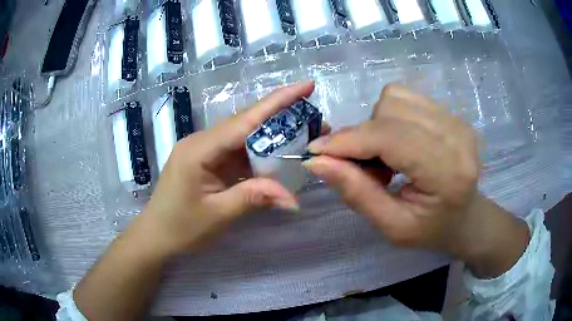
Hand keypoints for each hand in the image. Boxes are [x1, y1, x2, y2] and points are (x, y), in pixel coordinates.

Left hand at [133, 82, 316, 256]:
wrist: (156, 236)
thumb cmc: (180, 228)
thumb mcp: (217, 215)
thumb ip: (253, 198)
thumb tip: (293, 198)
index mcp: (200, 149)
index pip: (245, 120)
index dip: (278, 101)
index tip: (306, 86)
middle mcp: (202, 141)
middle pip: (246, 123)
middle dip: (282, 116)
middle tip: (316, 119)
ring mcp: (205, 151)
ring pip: (244, 137)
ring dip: (273, 136)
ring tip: (305, 136)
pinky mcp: (208, 162)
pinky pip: (238, 152)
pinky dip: (260, 154)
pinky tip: (279, 156)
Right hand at [303, 84, 528, 276]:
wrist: (466, 217)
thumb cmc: (431, 230)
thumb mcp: (392, 227)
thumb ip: (356, 193)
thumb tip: (317, 162)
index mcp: (448, 173)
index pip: (391, 139)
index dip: (349, 141)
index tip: (317, 152)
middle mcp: (456, 137)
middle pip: (390, 111)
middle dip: (362, 137)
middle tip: (364, 168)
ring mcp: (456, 120)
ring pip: (394, 98)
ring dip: (377, 125)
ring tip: (385, 157)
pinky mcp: (451, 113)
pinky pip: (405, 98)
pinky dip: (389, 117)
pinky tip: (398, 143)